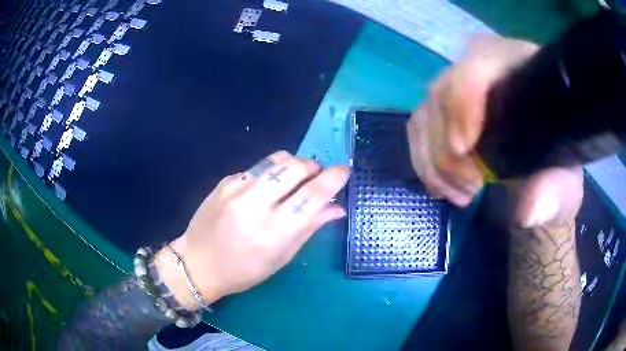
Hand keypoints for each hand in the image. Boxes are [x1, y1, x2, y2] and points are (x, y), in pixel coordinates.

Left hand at [157, 151, 348, 309]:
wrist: (198, 262)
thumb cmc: (244, 270)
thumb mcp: (281, 257)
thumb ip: (310, 228)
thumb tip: (337, 208)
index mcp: (274, 232)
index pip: (313, 195)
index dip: (333, 178)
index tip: (344, 170)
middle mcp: (255, 205)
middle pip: (296, 167)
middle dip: (314, 166)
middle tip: (317, 176)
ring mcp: (237, 189)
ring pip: (277, 159)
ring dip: (295, 163)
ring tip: (296, 177)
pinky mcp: (225, 181)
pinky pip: (258, 167)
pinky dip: (272, 173)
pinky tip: (267, 188)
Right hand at [407, 35, 581, 225]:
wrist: (541, 162)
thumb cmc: (556, 163)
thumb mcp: (566, 182)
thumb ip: (557, 193)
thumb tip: (530, 209)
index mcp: (519, 67)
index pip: (480, 63)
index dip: (465, 100)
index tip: (465, 151)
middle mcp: (482, 67)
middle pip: (443, 91)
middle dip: (448, 148)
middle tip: (471, 190)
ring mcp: (458, 85)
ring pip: (425, 112)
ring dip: (434, 160)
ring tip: (461, 194)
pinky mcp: (443, 107)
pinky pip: (418, 127)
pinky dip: (424, 160)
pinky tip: (443, 185)